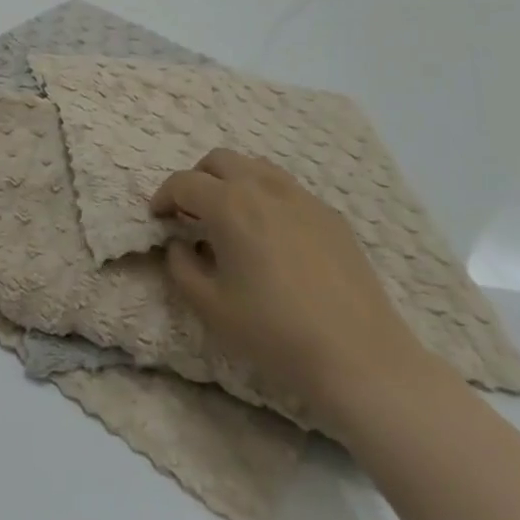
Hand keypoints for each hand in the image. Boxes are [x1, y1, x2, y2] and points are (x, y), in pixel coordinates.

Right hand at [151, 149, 435, 433]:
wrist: (360, 359)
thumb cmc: (274, 332)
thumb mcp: (209, 306)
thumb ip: (180, 266)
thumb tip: (179, 244)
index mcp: (229, 205)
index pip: (183, 182)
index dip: (163, 197)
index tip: (158, 218)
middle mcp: (264, 189)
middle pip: (219, 160)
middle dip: (197, 179)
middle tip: (192, 213)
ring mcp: (303, 199)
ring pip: (256, 167)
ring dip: (233, 182)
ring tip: (231, 218)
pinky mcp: (331, 217)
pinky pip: (288, 189)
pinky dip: (266, 197)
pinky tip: (272, 236)